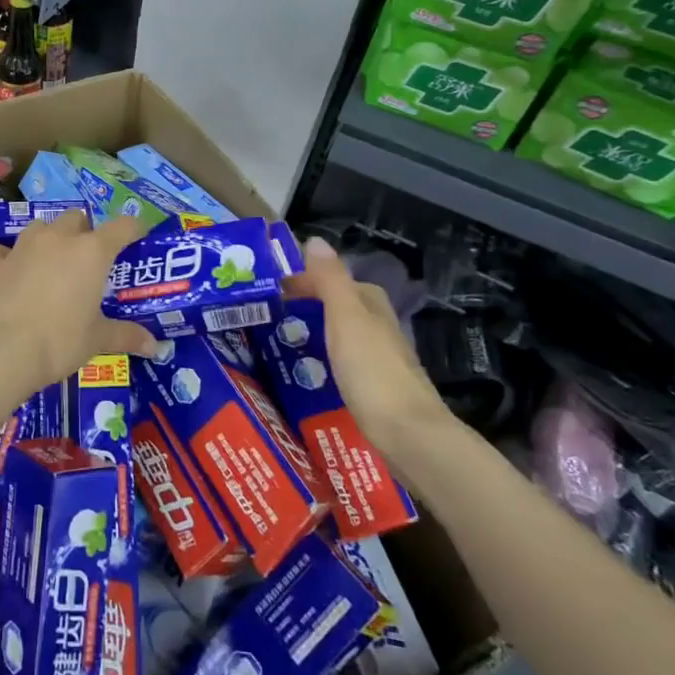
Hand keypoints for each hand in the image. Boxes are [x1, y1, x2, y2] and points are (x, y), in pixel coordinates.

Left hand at [0, 210, 160, 406]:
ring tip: (49, 263)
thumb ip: (126, 336)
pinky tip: (5, 271)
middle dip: (84, 232)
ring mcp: (20, 247)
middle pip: (76, 218)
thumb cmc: (58, 343)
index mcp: (91, 252)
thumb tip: (155, 345)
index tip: (138, 238)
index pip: (122, 227)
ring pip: (39, 227)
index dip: (133, 229)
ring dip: (47, 239)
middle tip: (87, 260)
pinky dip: (2, 257)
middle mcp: (57, 239)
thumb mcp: (97, 341)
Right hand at [285, 237, 455, 457]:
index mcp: (370, 303)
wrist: (409, 434)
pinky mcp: (375, 386)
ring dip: (311, 333)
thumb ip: (329, 280)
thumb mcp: (345, 318)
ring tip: (277, 345)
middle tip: (265, 318)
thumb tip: (314, 240)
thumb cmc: (372, 370)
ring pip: (338, 333)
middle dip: (304, 306)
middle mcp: (377, 324)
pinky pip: (341, 361)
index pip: (329, 278)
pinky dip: (322, 360)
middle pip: (335, 305)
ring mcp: (378, 356)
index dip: (299, 281)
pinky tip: (306, 374)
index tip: (265, 291)